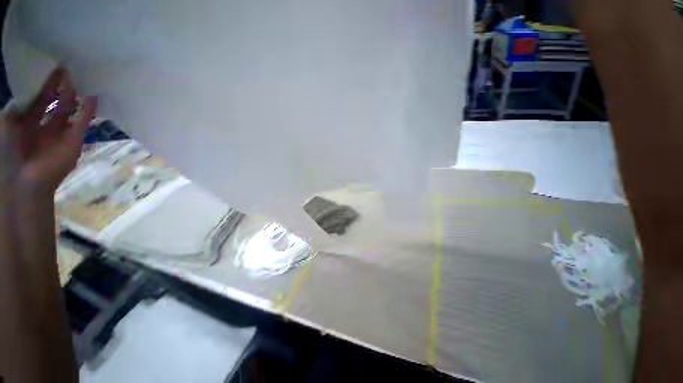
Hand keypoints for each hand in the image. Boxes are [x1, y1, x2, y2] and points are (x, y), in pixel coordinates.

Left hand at [0, 68, 96, 196]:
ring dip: (73, 96)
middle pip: (54, 103)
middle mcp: (44, 126)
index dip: (43, 84)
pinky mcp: (75, 141)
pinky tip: (93, 98)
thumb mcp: (5, 123)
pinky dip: (88, 112)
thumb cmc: (8, 151)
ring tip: (79, 78)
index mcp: (26, 123)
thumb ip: (16, 106)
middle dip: (59, 87)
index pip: (37, 99)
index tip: (50, 67)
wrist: (23, 181)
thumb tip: (29, 88)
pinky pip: (83, 123)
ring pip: (69, 111)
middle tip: (67, 68)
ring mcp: (60, 134)